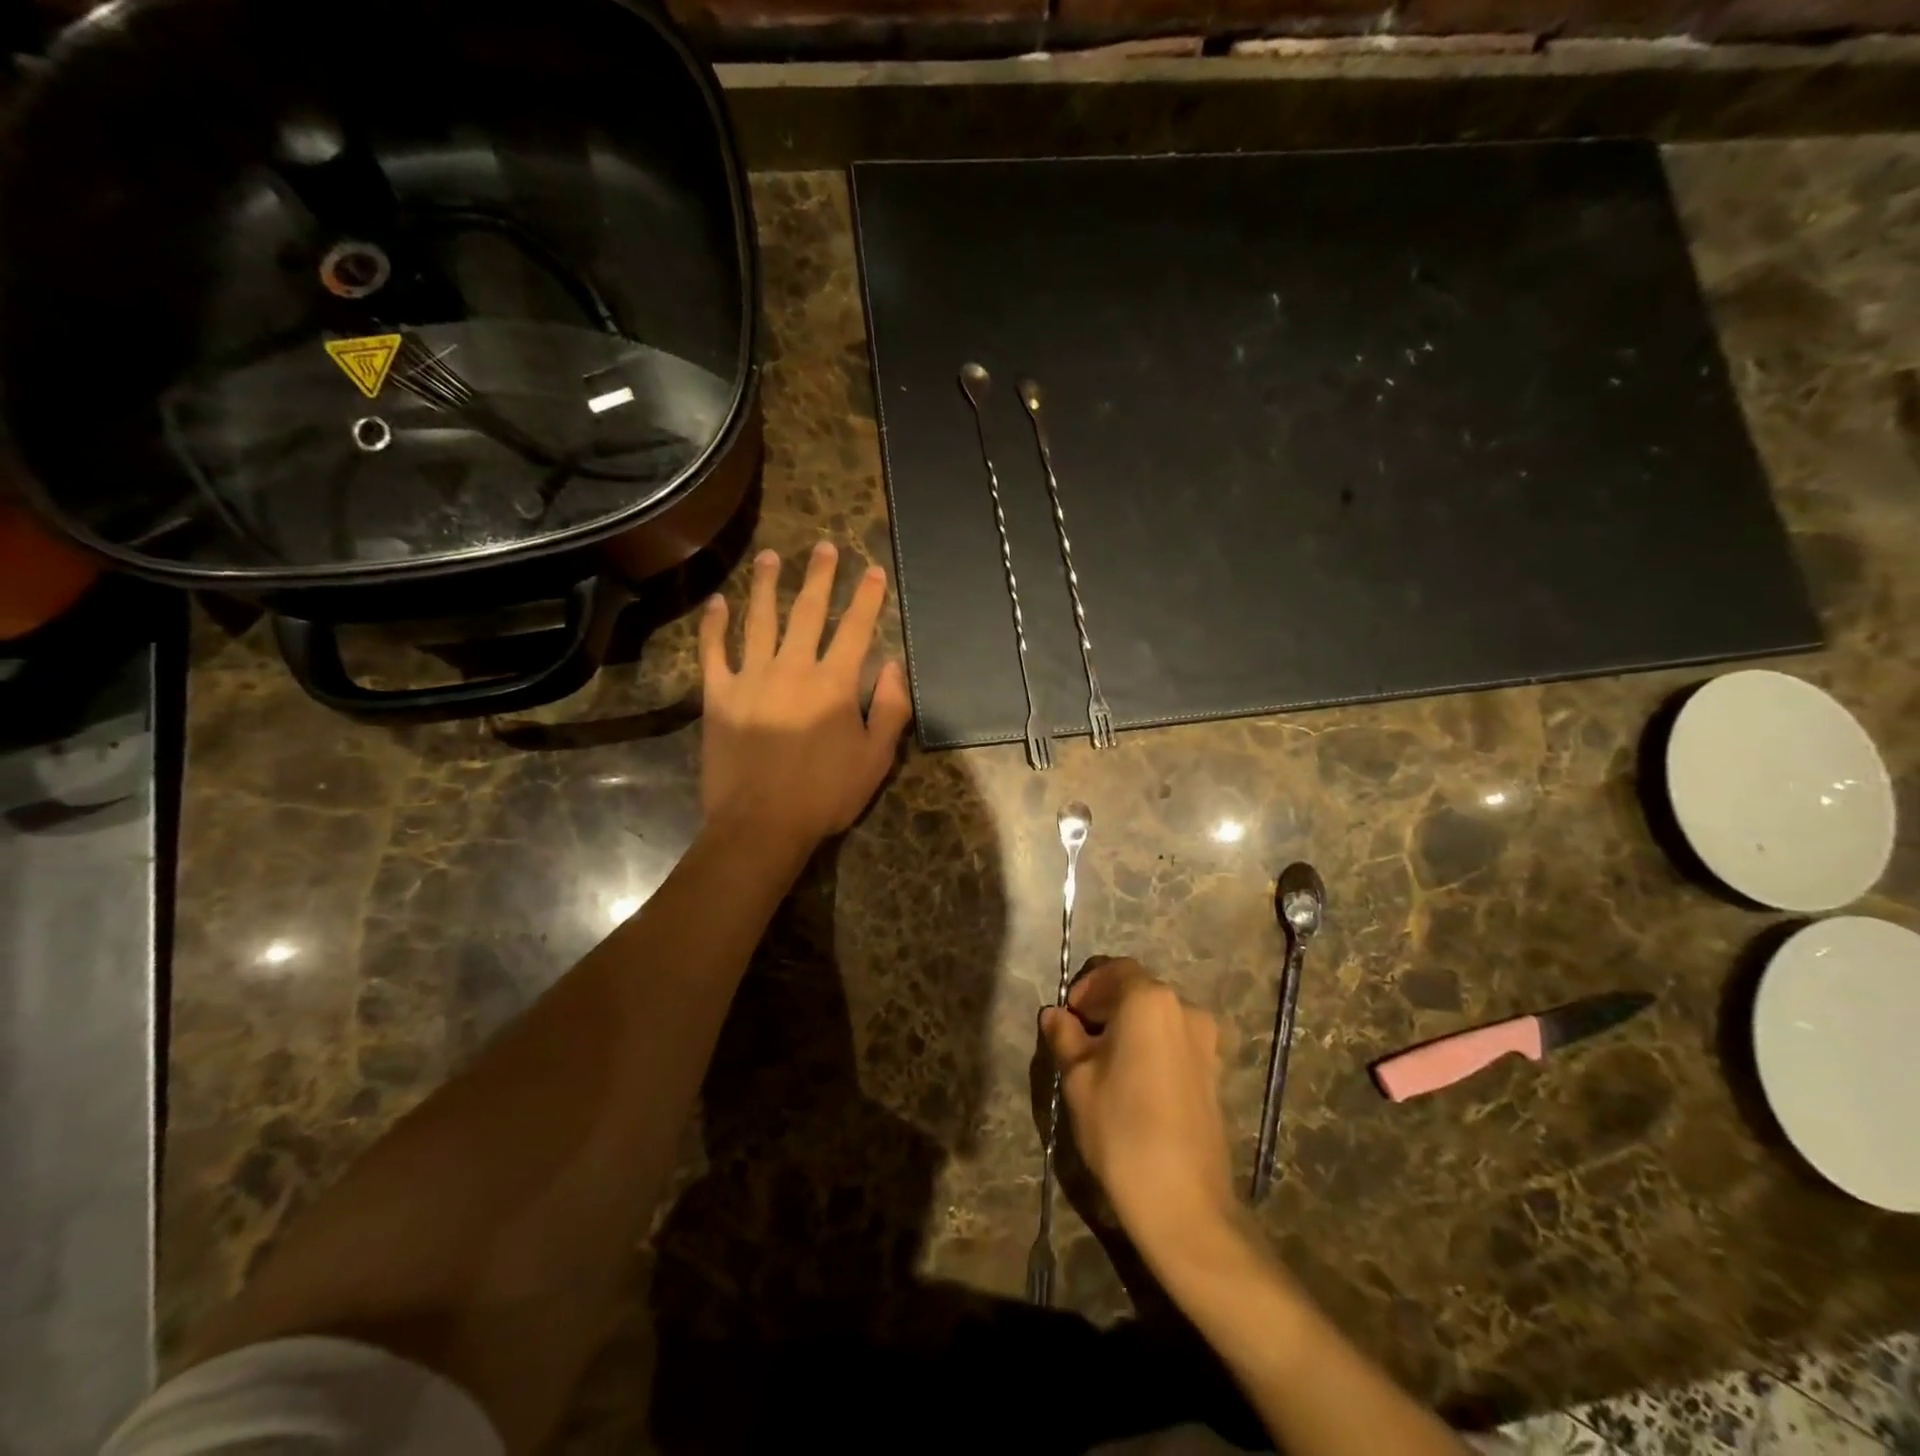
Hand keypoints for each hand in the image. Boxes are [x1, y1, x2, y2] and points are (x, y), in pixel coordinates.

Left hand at [699, 541, 911, 845]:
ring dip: (767, 585)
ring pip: (759, 620)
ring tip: (772, 557)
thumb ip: (891, 709)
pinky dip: (714, 625)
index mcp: (835, 683)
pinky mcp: (718, 696)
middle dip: (819, 576)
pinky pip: (714, 652)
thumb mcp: (876, 758)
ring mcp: (750, 678)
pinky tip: (717, 602)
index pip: (855, 628)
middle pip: (807, 612)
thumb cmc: (825, 794)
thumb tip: (894, 665)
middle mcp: (792, 668)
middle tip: (824, 547)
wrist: (761, 824)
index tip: (872, 569)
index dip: (866, 597)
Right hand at [1041, 958, 1237, 1265]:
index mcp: (1149, 1001)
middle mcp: (1185, 1009)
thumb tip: (1055, 1015)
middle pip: (1138, 990)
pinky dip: (1150, 1045)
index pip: (1114, 971)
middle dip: (1105, 1006)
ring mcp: (1206, 1041)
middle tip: (1078, 1038)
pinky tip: (1132, 1080)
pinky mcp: (1214, 1071)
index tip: (1068, 1017)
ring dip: (1128, 1026)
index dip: (1086, 988)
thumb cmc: (1121, 1129)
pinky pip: (1174, 1041)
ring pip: (1157, 1017)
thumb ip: (1065, 1037)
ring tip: (1103, 1061)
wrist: (1183, 1202)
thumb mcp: (1079, 1079)